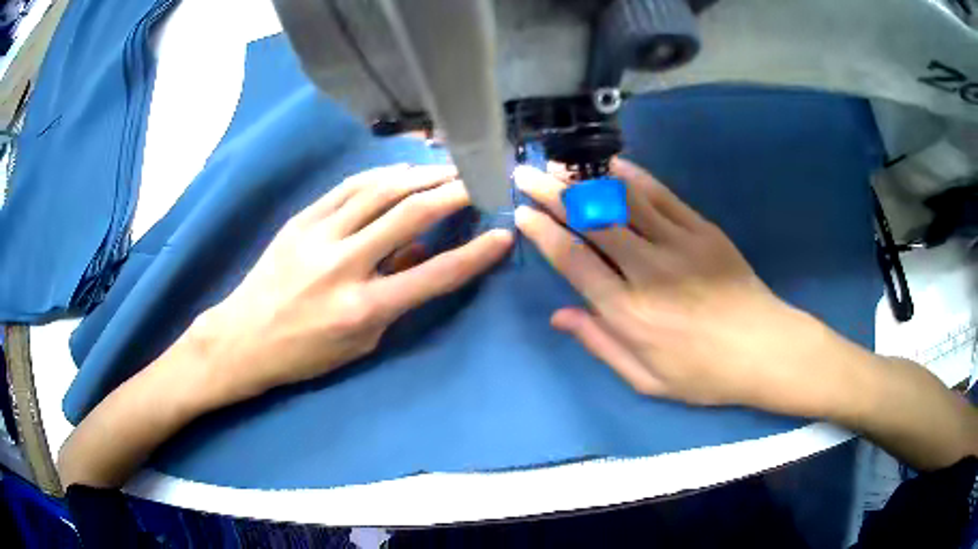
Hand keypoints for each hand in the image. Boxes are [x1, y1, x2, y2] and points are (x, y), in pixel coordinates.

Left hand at [193, 164, 513, 401]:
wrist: (244, 338)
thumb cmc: (305, 353)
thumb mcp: (361, 343)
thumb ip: (397, 298)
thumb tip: (423, 253)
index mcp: (363, 308)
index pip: (434, 275)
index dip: (476, 254)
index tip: (503, 236)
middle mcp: (343, 266)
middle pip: (410, 215)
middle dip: (454, 193)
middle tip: (480, 181)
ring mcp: (318, 236)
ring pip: (380, 190)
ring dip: (421, 176)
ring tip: (448, 169)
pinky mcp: (301, 219)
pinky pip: (348, 187)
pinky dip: (382, 175)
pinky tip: (403, 172)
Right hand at [514, 159, 859, 415]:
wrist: (765, 349)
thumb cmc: (704, 374)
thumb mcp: (647, 379)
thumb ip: (601, 344)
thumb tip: (560, 315)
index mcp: (629, 313)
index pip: (574, 261)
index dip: (543, 233)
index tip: (522, 213)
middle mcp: (647, 270)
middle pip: (591, 221)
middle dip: (553, 193)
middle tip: (527, 174)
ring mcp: (678, 244)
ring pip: (623, 200)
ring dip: (587, 179)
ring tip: (560, 163)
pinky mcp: (703, 230)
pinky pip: (662, 195)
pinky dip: (633, 177)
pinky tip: (613, 165)